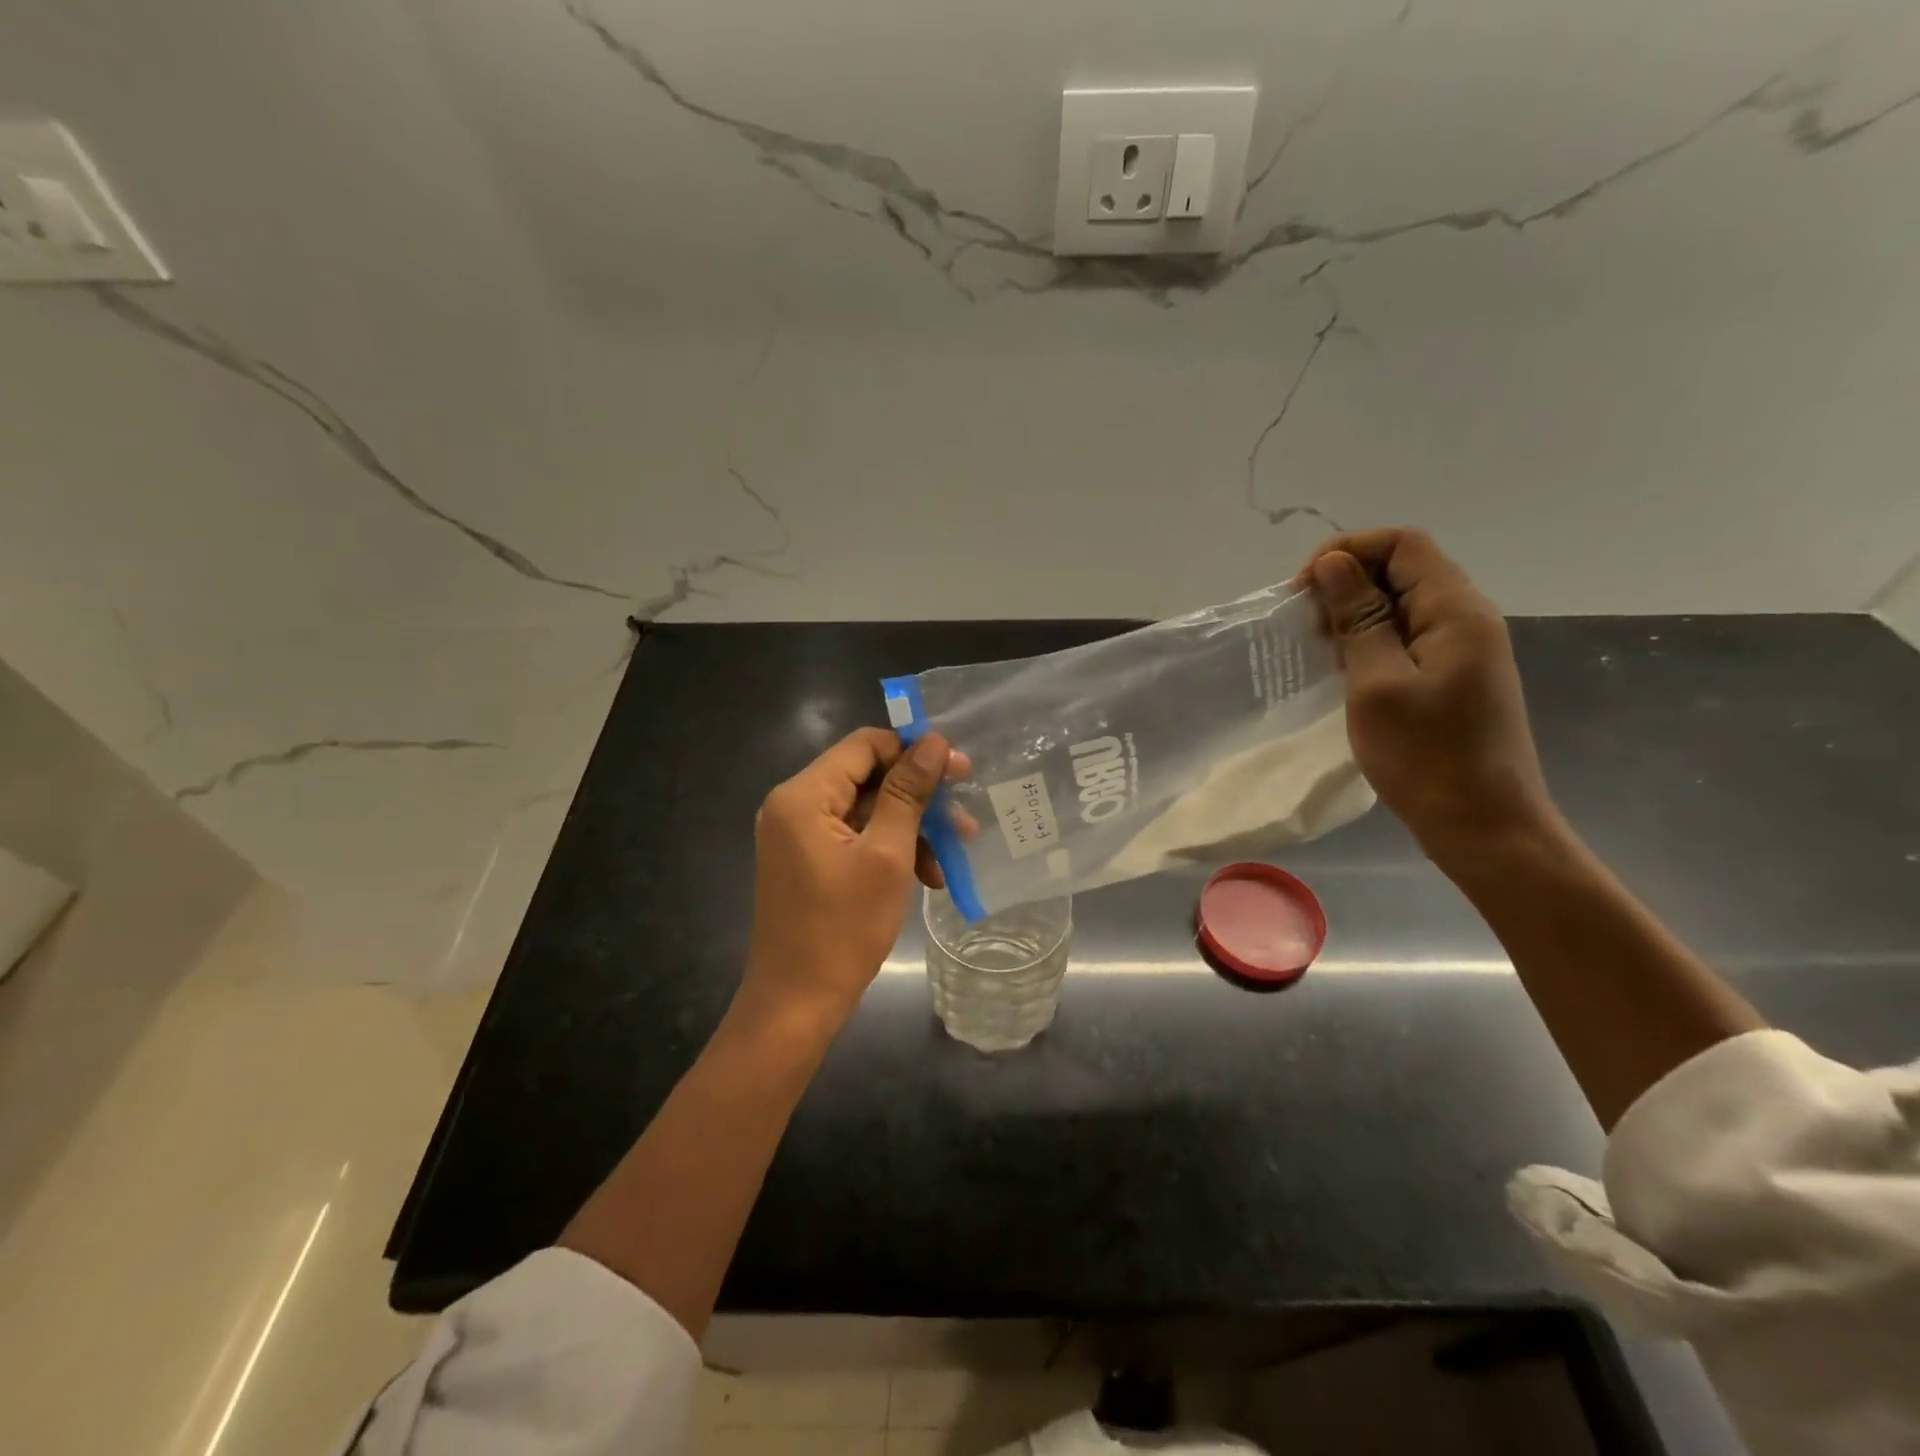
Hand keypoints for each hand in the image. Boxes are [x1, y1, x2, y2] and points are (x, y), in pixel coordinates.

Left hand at [739, 728, 954, 1035]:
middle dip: (919, 797)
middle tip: (963, 813)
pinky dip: (890, 849)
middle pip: (867, 777)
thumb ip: (908, 793)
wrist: (796, 1004)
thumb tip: (933, 742)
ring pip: (866, 810)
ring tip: (955, 852)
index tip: (958, 771)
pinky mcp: (808, 860)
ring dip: (911, 827)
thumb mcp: (886, 855)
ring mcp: (798, 835)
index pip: (864, 746)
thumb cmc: (842, 928)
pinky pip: (855, 838)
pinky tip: (927, 875)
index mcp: (802, 796)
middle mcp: (793, 806)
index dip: (913, 752)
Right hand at [1301, 528, 1561, 869]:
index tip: (1303, 590)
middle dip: (1346, 583)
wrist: (1483, 825)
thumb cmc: (1425, 756)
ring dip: (1354, 615)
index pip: (1402, 544)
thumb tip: (1333, 564)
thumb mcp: (1377, 684)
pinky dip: (1369, 642)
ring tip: (1318, 649)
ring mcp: (1461, 650)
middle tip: (1305, 626)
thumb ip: (1358, 619)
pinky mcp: (1451, 678)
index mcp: (1456, 611)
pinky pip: (1405, 638)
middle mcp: (1465, 619)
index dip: (1348, 551)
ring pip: (1401, 605)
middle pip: (1403, 569)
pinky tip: (1343, 670)